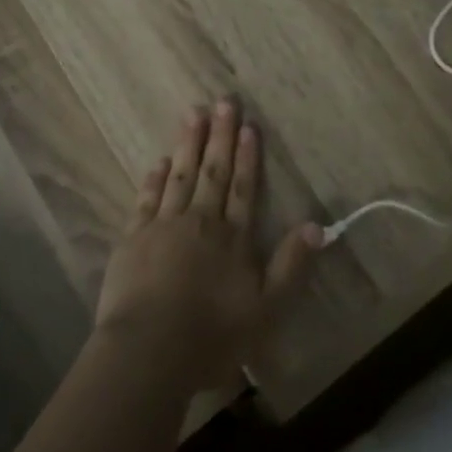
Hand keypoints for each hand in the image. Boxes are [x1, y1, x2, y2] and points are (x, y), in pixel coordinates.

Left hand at [94, 100, 321, 391]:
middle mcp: (200, 222)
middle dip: (219, 136)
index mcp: (233, 238)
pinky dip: (154, 179)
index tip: (248, 125)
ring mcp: (164, 227)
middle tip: (223, 101)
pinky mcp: (134, 239)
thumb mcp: (268, 308)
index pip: (243, 188)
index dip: (247, 157)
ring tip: (192, 114)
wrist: (150, 350)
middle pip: (213, 172)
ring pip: (180, 177)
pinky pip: (146, 200)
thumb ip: (292, 265)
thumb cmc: (213, 335)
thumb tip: (317, 225)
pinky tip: (159, 161)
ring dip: (188, 144)